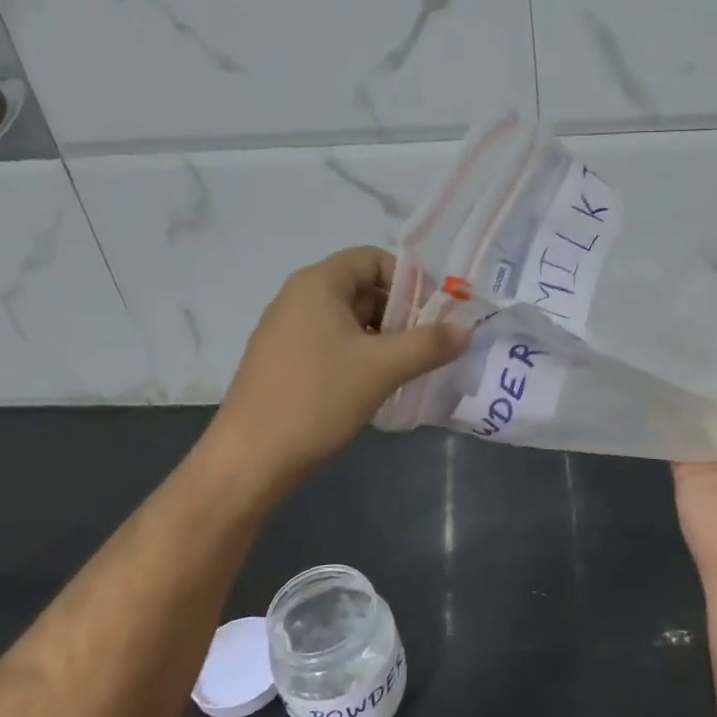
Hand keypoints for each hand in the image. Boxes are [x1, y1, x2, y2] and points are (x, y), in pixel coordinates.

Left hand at [213, 247, 468, 484]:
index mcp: (317, 284)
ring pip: (349, 320)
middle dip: (401, 313)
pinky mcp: (284, 361)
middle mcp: (298, 298)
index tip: (434, 314)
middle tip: (428, 346)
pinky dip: (360, 355)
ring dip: (383, 338)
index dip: (410, 280)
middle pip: (362, 288)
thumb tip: (466, 330)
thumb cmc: (317, 399)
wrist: (250, 458)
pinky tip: (376, 385)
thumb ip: (429, 344)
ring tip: (408, 368)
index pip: (372, 258)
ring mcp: (287, 331)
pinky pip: (332, 343)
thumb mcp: (382, 368)